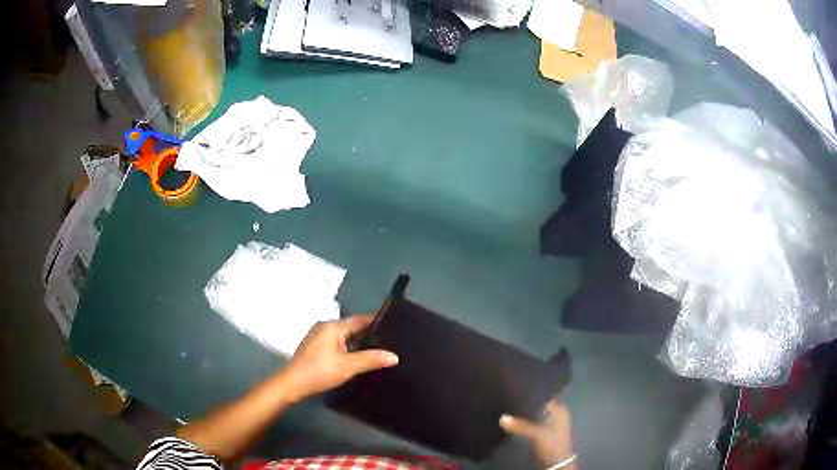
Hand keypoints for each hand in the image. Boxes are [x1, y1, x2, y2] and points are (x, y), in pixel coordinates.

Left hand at [278, 315, 398, 402]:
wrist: (292, 384)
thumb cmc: (320, 371)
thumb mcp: (348, 366)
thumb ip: (371, 359)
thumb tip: (394, 356)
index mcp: (333, 326)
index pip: (359, 319)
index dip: (376, 321)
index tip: (394, 326)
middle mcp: (324, 326)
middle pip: (351, 327)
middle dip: (368, 333)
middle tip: (389, 341)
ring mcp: (317, 336)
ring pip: (343, 336)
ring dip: (357, 342)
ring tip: (377, 350)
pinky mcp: (314, 347)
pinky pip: (336, 342)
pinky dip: (347, 347)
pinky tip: (357, 357)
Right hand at [500, 397, 574, 467]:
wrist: (557, 463)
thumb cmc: (551, 443)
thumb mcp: (535, 434)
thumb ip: (520, 425)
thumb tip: (502, 418)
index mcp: (560, 409)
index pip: (546, 395)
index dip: (534, 392)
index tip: (519, 388)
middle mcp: (558, 414)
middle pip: (541, 405)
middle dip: (528, 403)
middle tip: (512, 397)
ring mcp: (553, 423)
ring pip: (538, 414)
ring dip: (528, 413)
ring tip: (512, 407)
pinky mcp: (547, 432)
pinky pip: (536, 422)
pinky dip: (528, 421)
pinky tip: (517, 420)